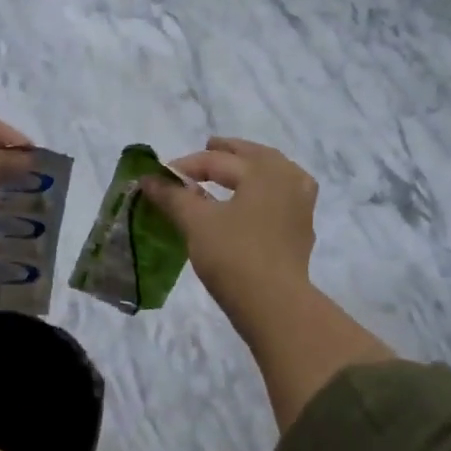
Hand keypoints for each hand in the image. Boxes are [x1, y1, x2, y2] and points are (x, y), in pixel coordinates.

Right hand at [140, 137, 317, 317]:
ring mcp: (301, 204)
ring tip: (234, 170)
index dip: (186, 165)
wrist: (274, 304)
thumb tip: (148, 179)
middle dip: (228, 152)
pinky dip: (265, 190)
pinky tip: (253, 202)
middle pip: (254, 157)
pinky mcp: (302, 229)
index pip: (217, 160)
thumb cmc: (233, 256)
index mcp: (264, 170)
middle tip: (208, 146)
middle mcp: (288, 179)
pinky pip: (282, 196)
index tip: (161, 176)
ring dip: (252, 168)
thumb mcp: (196, 223)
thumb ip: (173, 196)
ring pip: (274, 174)